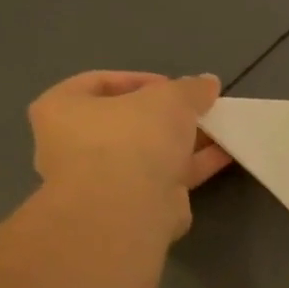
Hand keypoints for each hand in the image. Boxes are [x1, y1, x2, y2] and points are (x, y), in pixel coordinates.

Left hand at [28, 71, 232, 240]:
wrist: (128, 207)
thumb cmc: (132, 139)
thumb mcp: (168, 99)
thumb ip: (190, 89)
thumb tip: (208, 82)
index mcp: (63, 108)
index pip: (100, 82)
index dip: (141, 80)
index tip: (176, 86)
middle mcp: (77, 142)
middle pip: (130, 119)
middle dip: (169, 115)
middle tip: (200, 110)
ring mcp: (107, 175)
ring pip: (152, 149)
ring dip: (186, 140)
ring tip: (220, 130)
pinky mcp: (137, 200)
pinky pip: (169, 174)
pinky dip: (195, 163)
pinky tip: (225, 154)